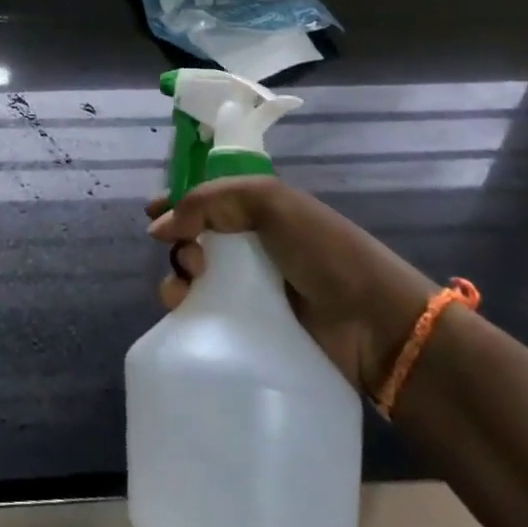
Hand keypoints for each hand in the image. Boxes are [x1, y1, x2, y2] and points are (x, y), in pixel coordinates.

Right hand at [148, 177, 433, 396]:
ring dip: (178, 275)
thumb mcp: (268, 202)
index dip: (177, 202)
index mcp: (259, 210)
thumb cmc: (324, 251)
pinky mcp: (254, 327)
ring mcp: (254, 288)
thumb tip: (159, 227)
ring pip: (196, 276)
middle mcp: (254, 245)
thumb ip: (209, 202)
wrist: (377, 325)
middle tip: (190, 257)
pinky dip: (189, 307)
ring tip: (188, 286)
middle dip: (178, 241)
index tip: (150, 215)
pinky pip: (208, 312)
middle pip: (196, 237)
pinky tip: (186, 310)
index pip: (207, 199)